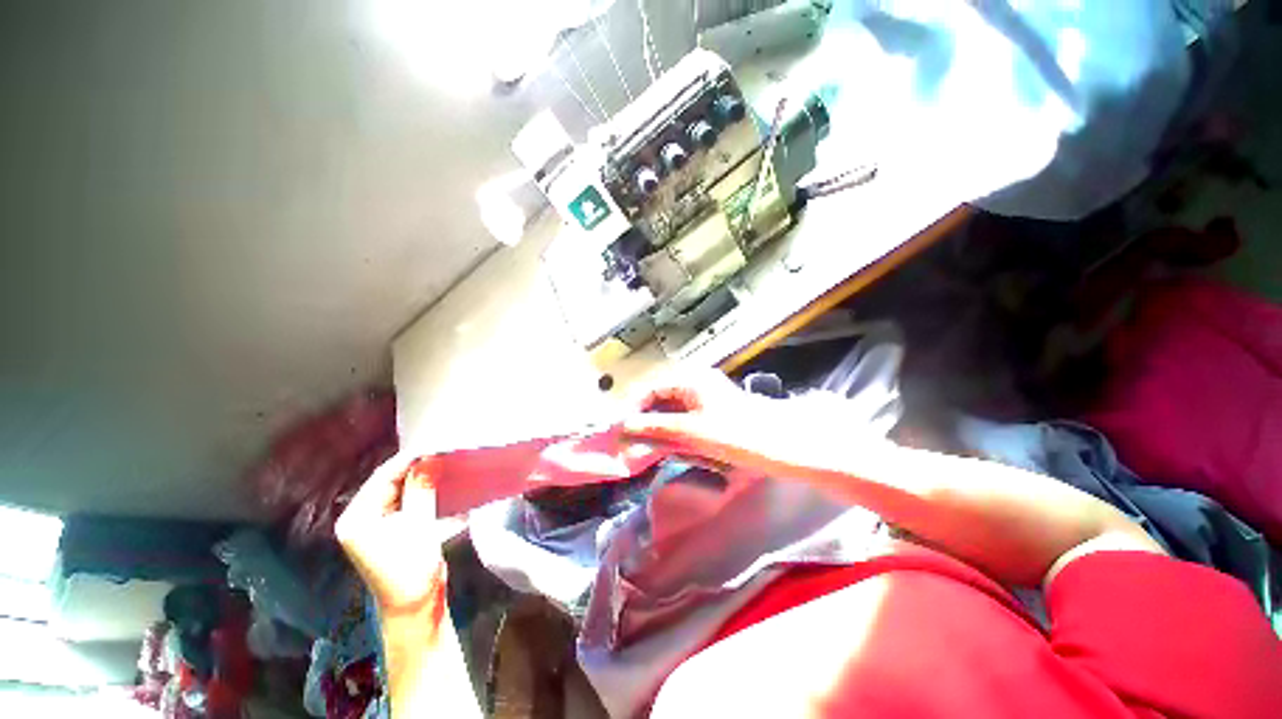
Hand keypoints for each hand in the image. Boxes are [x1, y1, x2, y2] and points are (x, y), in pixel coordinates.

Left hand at [335, 452, 447, 617]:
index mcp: (356, 519)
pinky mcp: (389, 529)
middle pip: (389, 482)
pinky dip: (421, 490)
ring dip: (420, 476)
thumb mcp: (419, 526)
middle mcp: (360, 518)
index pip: (383, 478)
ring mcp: (374, 525)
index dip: (409, 459)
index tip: (435, 443)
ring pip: (398, 489)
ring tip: (444, 460)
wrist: (415, 607)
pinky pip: (405, 500)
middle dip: (416, 466)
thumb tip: (429, 458)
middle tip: (443, 449)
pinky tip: (437, 479)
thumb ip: (421, 490)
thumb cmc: (413, 569)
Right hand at [623, 369, 871, 478]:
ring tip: (648, 449)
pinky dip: (675, 434)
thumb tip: (623, 427)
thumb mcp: (694, 431)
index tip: (620, 432)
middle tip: (632, 444)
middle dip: (645, 421)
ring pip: (672, 412)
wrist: (787, 445)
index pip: (650, 390)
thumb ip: (657, 428)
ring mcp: (706, 398)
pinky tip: (673, 448)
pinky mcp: (714, 413)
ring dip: (659, 429)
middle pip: (660, 400)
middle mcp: (696, 383)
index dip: (633, 410)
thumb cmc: (740, 434)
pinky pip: (685, 421)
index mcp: (691, 379)